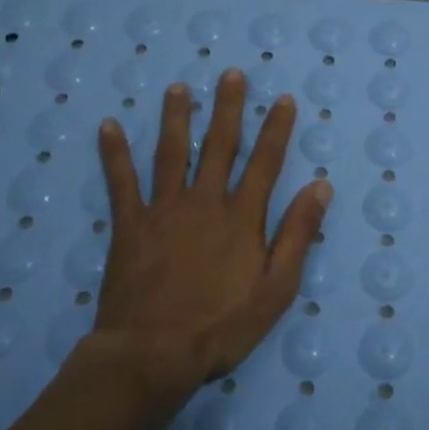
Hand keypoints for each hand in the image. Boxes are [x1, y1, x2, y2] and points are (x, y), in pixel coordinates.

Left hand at [94, 69, 332, 404]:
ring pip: (173, 153)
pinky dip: (115, 154)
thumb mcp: (276, 289)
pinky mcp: (130, 225)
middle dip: (229, 108)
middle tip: (232, 74)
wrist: (153, 355)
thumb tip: (320, 186)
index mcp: (242, 218)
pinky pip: (121, 182)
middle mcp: (205, 202)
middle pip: (220, 146)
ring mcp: (164, 210)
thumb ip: (298, 234)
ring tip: (179, 88)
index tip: (283, 99)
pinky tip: (108, 126)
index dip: (276, 129)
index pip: (265, 162)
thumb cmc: (221, 327)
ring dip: (177, 118)